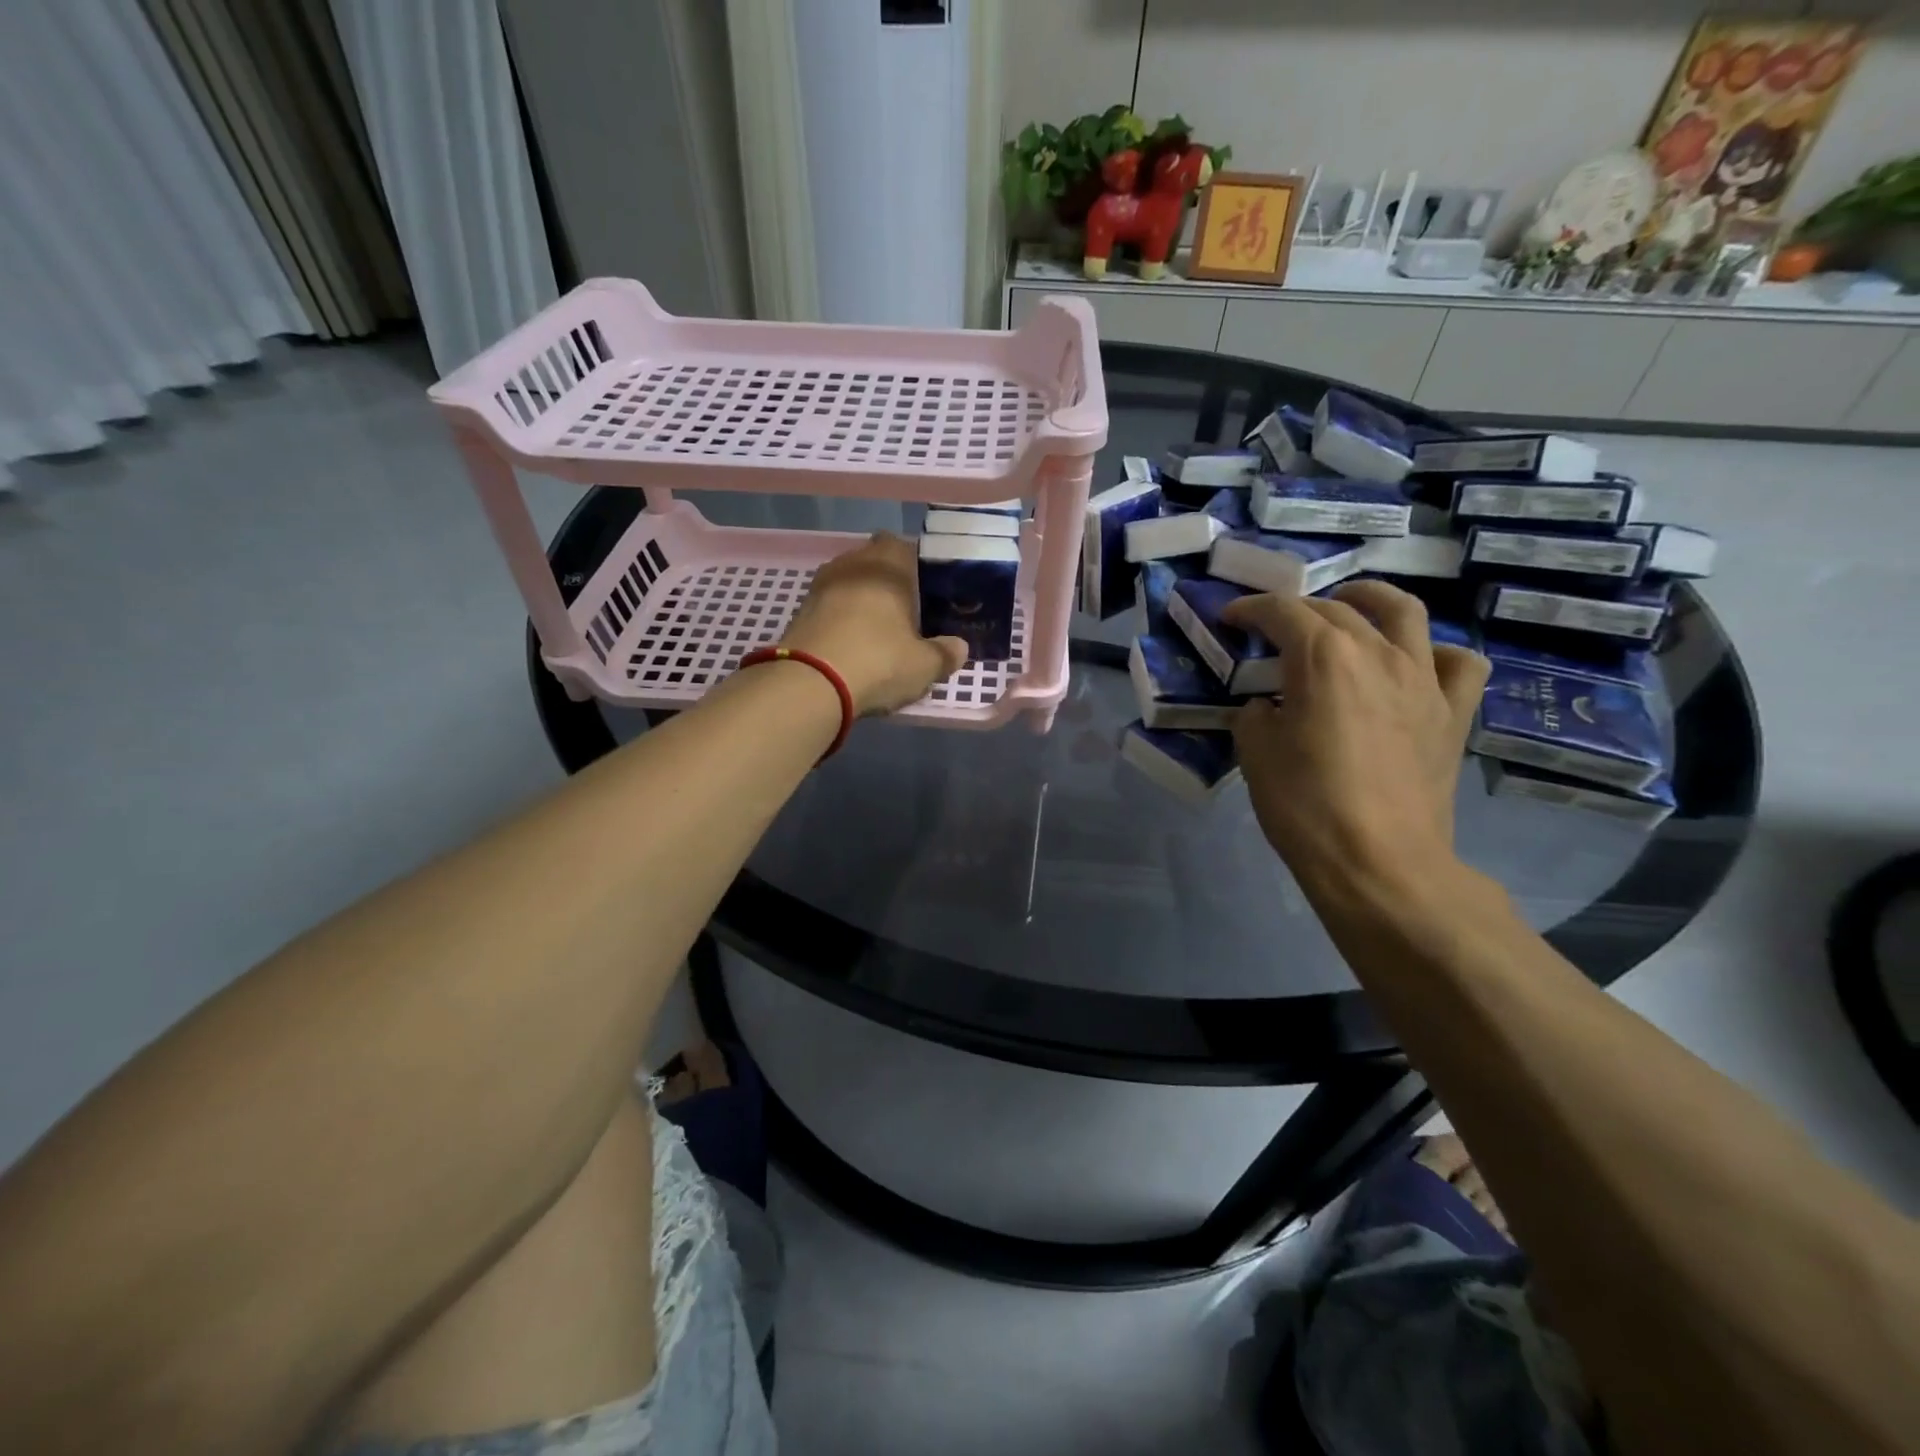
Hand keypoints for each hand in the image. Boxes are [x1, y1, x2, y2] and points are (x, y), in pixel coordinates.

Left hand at [780, 533, 967, 715]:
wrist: (810, 684)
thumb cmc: (879, 662)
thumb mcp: (925, 666)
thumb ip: (946, 653)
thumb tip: (959, 648)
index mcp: (888, 565)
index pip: (905, 546)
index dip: (917, 566)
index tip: (928, 591)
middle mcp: (852, 564)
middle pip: (874, 562)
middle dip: (888, 582)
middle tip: (907, 612)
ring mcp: (820, 586)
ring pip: (849, 583)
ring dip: (862, 600)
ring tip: (879, 631)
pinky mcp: (800, 611)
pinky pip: (830, 606)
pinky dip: (841, 619)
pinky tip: (852, 646)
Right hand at [1221, 580, 1489, 895]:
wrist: (1378, 860)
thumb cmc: (1304, 804)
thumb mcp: (1255, 752)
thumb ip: (1257, 713)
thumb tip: (1269, 704)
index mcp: (1323, 656)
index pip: (1281, 612)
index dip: (1250, 609)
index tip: (1230, 617)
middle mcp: (1377, 652)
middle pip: (1335, 609)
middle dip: (1297, 609)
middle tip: (1273, 626)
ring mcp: (1423, 679)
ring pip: (1406, 613)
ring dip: (1372, 599)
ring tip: (1351, 606)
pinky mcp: (1452, 713)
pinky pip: (1458, 665)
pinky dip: (1437, 654)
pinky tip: (1417, 664)